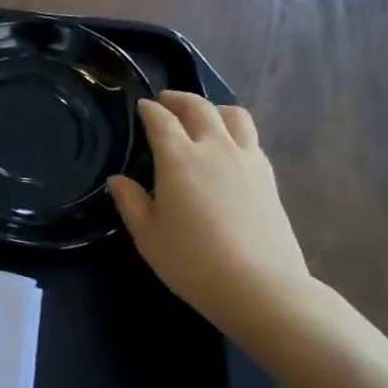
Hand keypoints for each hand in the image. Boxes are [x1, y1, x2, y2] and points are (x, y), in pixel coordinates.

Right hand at [108, 93, 310, 326]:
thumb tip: (119, 180)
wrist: (261, 288)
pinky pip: (251, 138)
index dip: (148, 109)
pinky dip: (234, 132)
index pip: (160, 119)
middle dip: (178, 99)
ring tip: (202, 118)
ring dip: (213, 109)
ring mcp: (247, 160)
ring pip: (233, 115)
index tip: (140, 107)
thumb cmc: (193, 261)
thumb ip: (130, 201)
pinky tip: (227, 149)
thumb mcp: (147, 235)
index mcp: (179, 158)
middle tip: (165, 102)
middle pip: (199, 107)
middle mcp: (214, 148)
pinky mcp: (269, 177)